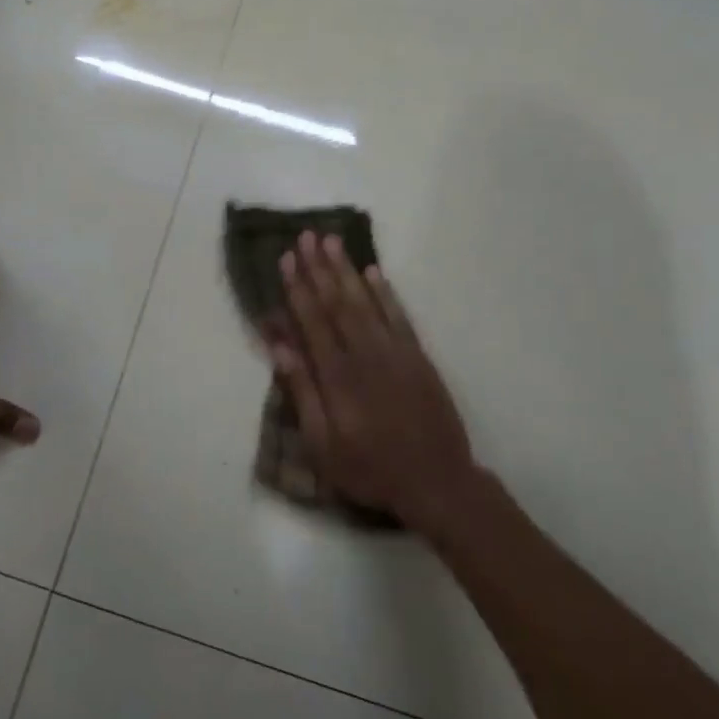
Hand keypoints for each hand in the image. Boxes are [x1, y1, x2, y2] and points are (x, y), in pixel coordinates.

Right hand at [269, 232, 478, 537]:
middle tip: (305, 236)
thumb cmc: (371, 468)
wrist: (437, 482)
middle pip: (337, 302)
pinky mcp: (418, 357)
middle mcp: (365, 354)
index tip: (286, 259)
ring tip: (332, 241)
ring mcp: (395, 352)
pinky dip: (386, 292)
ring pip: (366, 301)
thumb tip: (281, 348)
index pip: (312, 321)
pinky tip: (374, 272)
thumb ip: (302, 393)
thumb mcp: (323, 444)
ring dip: (346, 270)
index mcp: (337, 375)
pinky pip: (399, 316)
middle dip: (319, 267)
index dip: (297, 288)